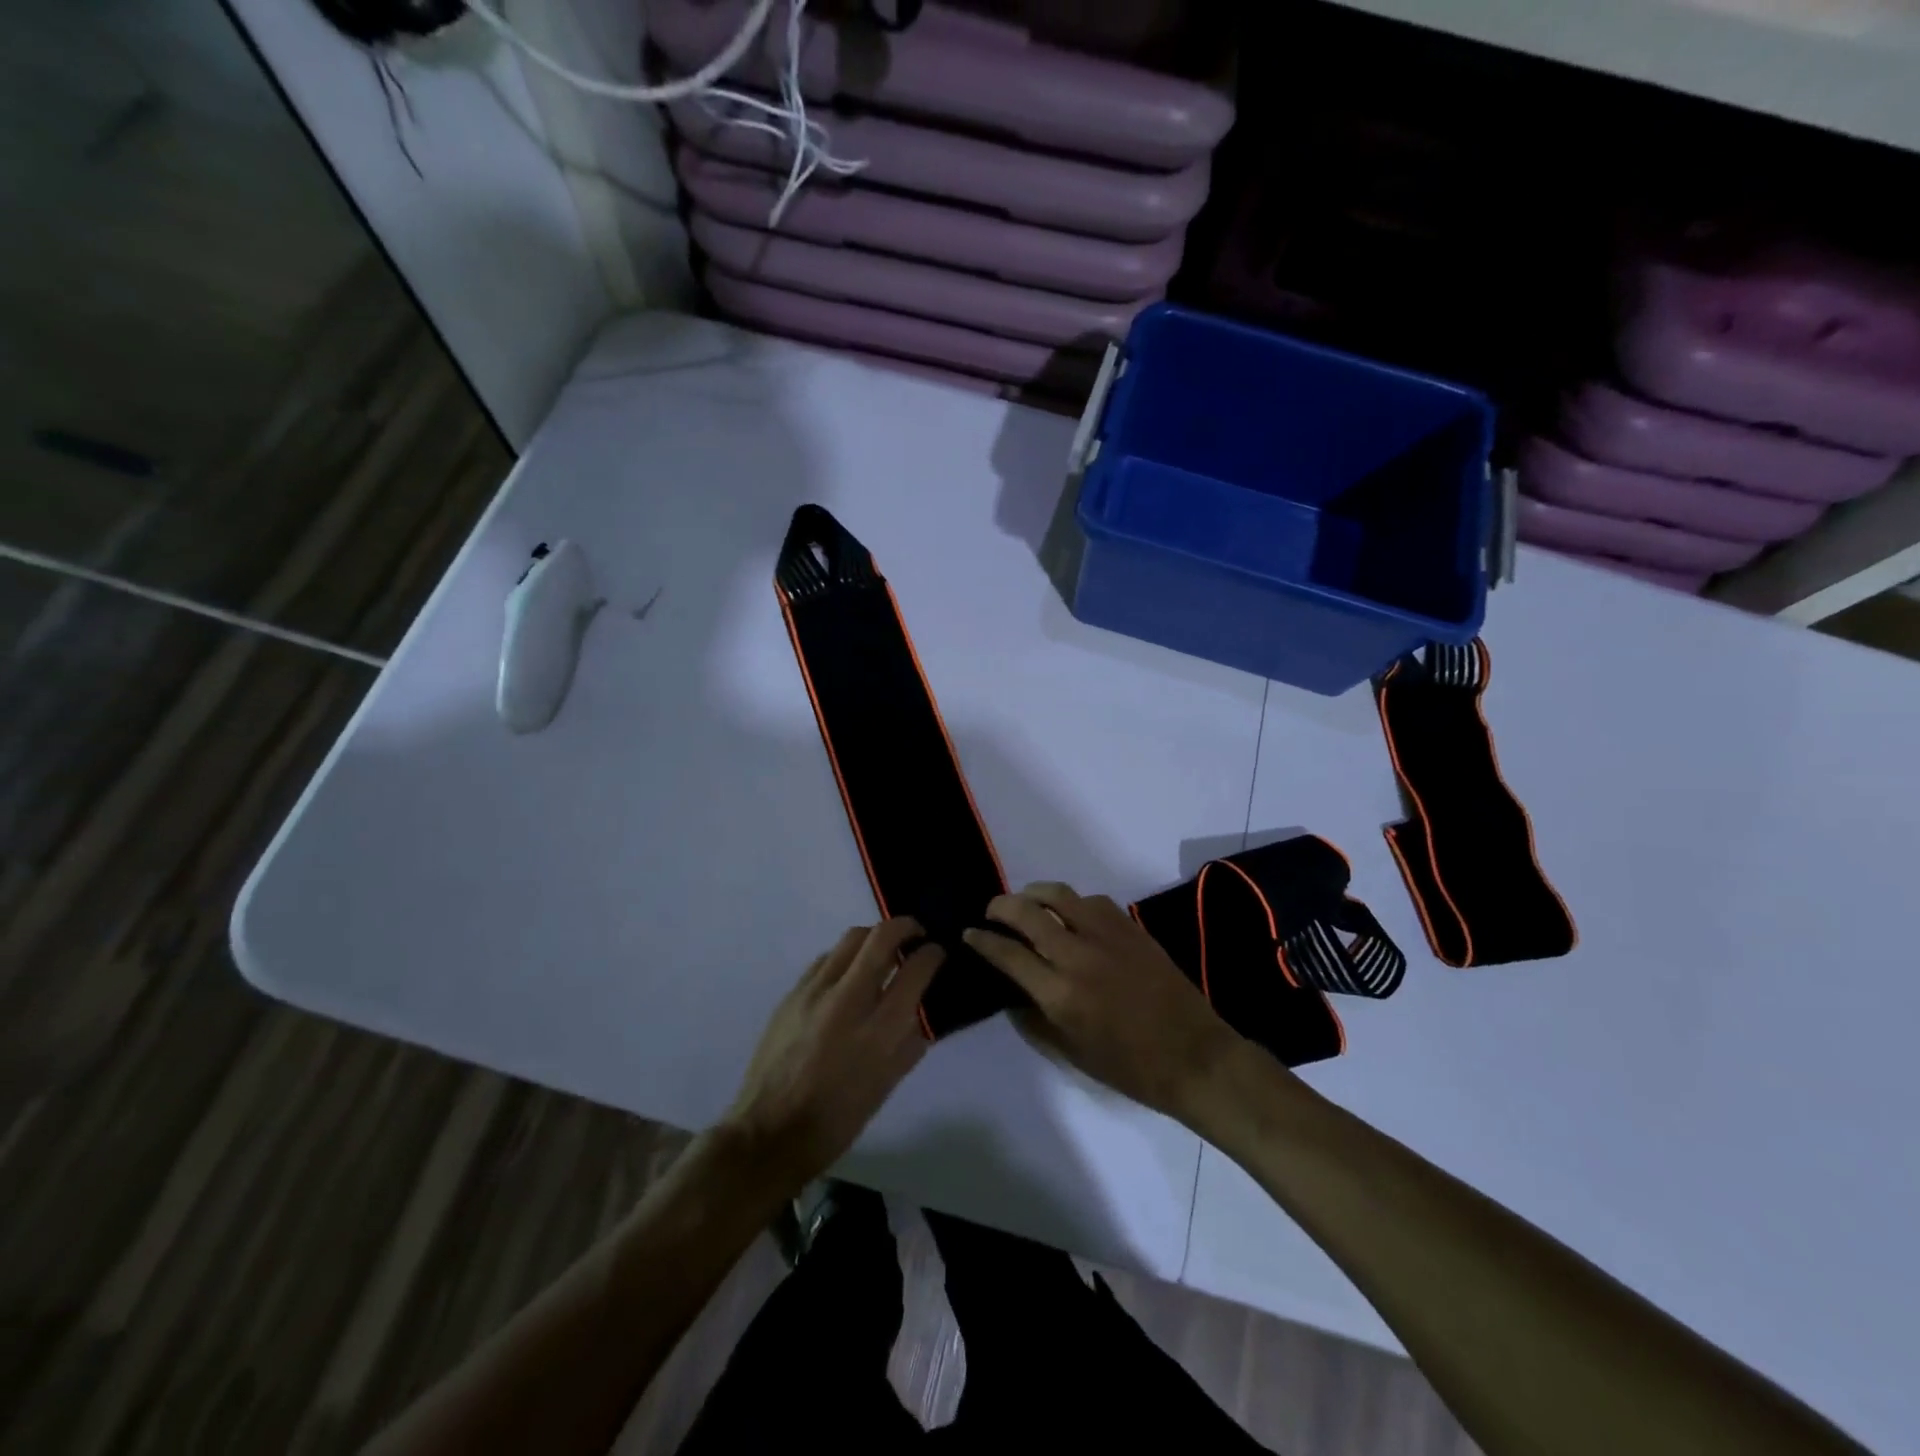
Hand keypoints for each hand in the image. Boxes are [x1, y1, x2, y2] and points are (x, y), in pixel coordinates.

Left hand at [724, 919, 942, 1190]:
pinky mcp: (792, 993)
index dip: (933, 953)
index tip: (937, 952)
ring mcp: (815, 992)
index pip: (915, 969)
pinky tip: (847, 975)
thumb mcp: (886, 1086)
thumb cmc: (837, 1119)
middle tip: (915, 934)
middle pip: (882, 936)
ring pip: (851, 938)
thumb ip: (910, 1043)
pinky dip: (845, 957)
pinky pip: (826, 959)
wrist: (770, 1132)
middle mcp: (848, 1000)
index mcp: (879, 1030)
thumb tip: (923, 1011)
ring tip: (881, 952)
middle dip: (906, 926)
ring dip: (874, 937)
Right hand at [964, 883, 1245, 1121]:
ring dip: (1033, 894)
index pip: (1007, 954)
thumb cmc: (1129, 1067)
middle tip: (992, 912)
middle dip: (1000, 906)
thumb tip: (1011, 991)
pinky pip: (1091, 900)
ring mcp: (1106, 935)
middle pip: (1026, 913)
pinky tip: (1070, 914)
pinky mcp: (1130, 927)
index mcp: (1059, 993)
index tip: (970, 934)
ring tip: (1026, 903)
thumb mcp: (1071, 1053)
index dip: (982, 941)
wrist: (1193, 1055)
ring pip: (1058, 894)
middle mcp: (1077, 955)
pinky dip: (1071, 902)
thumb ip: (1034, 1019)